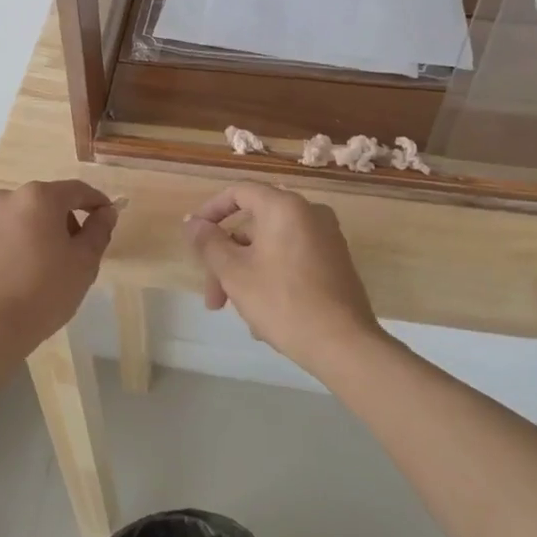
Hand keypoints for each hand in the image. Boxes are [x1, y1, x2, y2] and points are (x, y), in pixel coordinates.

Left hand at [0, 180, 117, 361]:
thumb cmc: (44, 293)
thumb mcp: (84, 263)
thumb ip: (99, 230)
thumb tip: (106, 212)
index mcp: (39, 197)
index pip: (77, 190)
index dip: (96, 202)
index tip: (106, 217)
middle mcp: (7, 198)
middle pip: (45, 202)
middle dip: (63, 220)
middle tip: (74, 251)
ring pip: (19, 218)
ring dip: (33, 231)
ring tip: (40, 265)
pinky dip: (9, 246)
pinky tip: (13, 274)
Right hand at [184, 182, 382, 378]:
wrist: (344, 345)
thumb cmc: (282, 302)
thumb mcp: (234, 273)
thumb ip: (209, 243)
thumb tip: (192, 222)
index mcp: (284, 206)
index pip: (239, 192)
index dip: (211, 211)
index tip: (195, 237)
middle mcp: (309, 213)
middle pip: (253, 225)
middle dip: (227, 260)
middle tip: (214, 299)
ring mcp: (327, 238)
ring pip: (271, 247)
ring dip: (246, 274)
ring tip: (241, 315)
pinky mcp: (336, 263)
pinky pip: (292, 259)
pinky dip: (271, 278)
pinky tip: (264, 318)